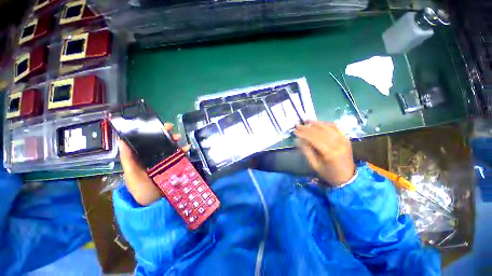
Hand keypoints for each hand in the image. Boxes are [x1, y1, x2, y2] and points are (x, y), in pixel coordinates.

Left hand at [118, 123, 187, 205]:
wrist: (158, 204)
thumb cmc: (142, 190)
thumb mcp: (132, 175)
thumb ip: (128, 159)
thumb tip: (122, 140)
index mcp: (141, 158)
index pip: (144, 142)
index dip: (149, 131)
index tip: (154, 124)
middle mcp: (153, 158)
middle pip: (158, 143)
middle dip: (164, 134)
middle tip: (170, 128)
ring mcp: (165, 161)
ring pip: (170, 147)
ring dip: (174, 140)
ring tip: (179, 137)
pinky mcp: (174, 165)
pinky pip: (179, 155)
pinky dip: (183, 150)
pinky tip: (187, 147)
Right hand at [294, 121, 354, 185]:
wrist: (347, 177)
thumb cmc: (329, 173)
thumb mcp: (314, 165)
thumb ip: (306, 151)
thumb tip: (298, 140)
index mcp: (329, 153)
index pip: (314, 139)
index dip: (303, 134)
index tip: (295, 131)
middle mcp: (338, 144)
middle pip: (320, 132)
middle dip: (307, 128)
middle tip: (298, 125)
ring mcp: (343, 140)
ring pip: (328, 127)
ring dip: (316, 123)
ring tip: (307, 121)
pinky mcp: (346, 139)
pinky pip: (336, 128)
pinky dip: (327, 124)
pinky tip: (320, 122)